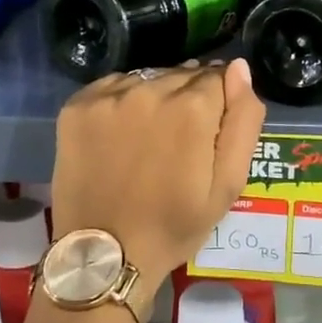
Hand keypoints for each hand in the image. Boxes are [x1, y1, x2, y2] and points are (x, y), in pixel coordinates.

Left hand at [50, 59, 266, 285]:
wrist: (104, 254)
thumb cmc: (174, 225)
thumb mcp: (228, 184)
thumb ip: (243, 121)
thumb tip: (239, 68)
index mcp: (193, 108)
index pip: (219, 78)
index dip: (220, 103)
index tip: (210, 132)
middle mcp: (151, 89)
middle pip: (182, 75)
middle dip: (189, 99)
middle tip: (180, 141)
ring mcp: (110, 96)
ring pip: (149, 78)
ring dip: (156, 98)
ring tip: (150, 139)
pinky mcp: (78, 105)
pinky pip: (113, 86)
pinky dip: (122, 102)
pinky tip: (121, 134)